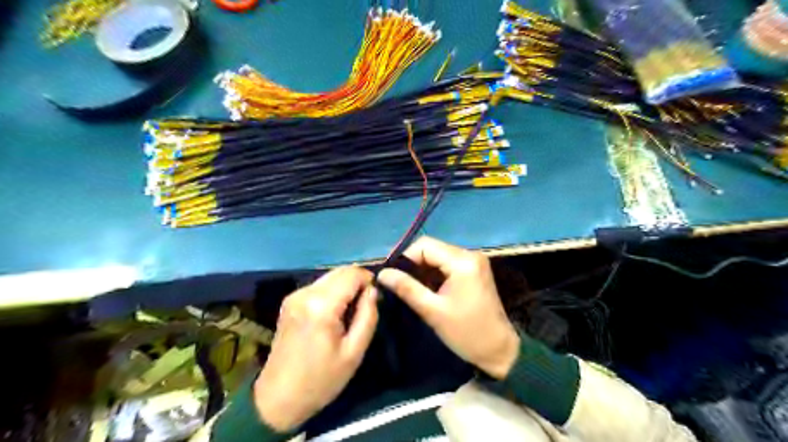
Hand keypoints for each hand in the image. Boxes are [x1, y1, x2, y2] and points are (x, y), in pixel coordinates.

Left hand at [253, 265, 375, 430]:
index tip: (376, 298)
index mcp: (321, 305)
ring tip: (351, 311)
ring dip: (345, 286)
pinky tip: (334, 313)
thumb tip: (373, 291)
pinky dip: (332, 292)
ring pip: (329, 276)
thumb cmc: (320, 380)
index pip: (352, 274)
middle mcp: (305, 293)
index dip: (369, 280)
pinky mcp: (289, 301)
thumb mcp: (354, 352)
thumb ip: (367, 316)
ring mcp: (294, 295)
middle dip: (357, 282)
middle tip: (366, 305)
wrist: (277, 399)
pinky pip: (318, 286)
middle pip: (340, 271)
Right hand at [378, 239, 521, 379]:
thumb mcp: (432, 311)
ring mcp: (473, 261)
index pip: (425, 245)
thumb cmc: (466, 332)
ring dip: (422, 269)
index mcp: (462, 261)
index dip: (405, 257)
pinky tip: (425, 288)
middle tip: (397, 283)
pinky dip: (433, 273)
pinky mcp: (474, 270)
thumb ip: (406, 288)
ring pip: (438, 256)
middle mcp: (470, 254)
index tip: (391, 275)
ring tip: (409, 287)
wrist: (499, 350)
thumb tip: (382, 273)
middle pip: (432, 248)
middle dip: (412, 263)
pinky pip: (447, 264)